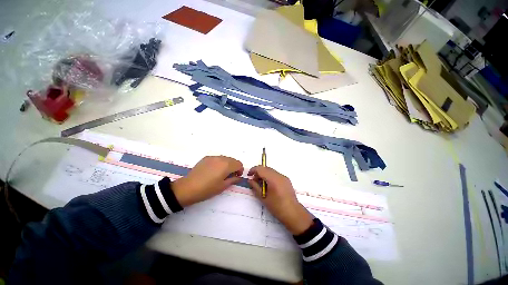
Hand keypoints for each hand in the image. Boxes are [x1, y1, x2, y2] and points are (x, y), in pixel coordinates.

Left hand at [172, 156, 243, 206]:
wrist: (188, 188)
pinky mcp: (206, 158)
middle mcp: (221, 158)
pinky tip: (214, 170)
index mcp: (227, 165)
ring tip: (221, 173)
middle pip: (233, 160)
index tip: (236, 176)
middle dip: (234, 167)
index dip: (240, 170)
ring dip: (227, 164)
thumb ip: (233, 180)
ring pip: (225, 158)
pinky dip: (220, 163)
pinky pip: (217, 158)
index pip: (239, 164)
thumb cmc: (207, 189)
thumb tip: (239, 177)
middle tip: (230, 176)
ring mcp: (213, 157)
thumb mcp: (223, 186)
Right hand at [248, 166, 312, 234]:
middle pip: (266, 168)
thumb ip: (255, 187)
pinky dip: (270, 176)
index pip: (261, 169)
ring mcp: (284, 177)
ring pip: (271, 171)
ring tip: (261, 184)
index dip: (253, 170)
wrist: (293, 213)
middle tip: (254, 181)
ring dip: (264, 174)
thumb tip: (250, 180)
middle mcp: (279, 175)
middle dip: (258, 172)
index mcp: (273, 179)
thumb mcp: (263, 198)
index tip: (249, 175)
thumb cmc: (276, 207)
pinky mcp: (286, 179)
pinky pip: (276, 174)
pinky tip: (269, 185)